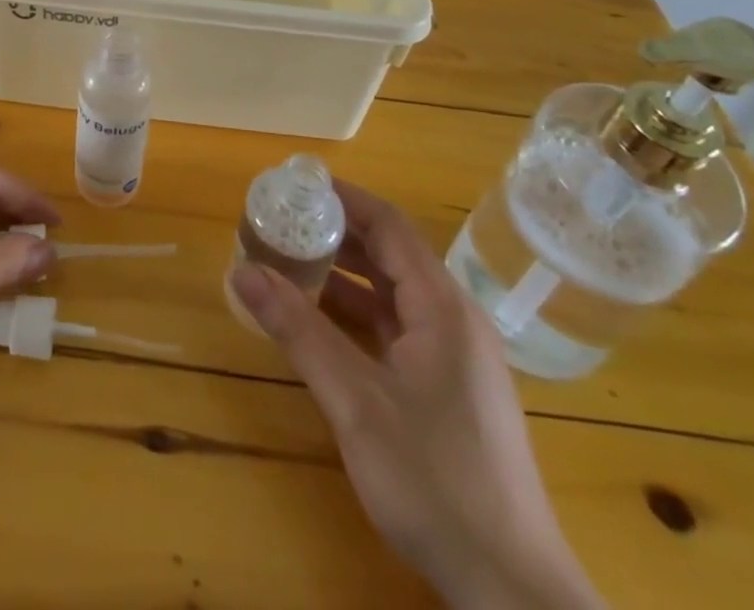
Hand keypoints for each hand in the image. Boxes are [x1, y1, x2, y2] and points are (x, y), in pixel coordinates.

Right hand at [231, 182, 602, 609]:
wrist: (510, 589)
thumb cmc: (432, 479)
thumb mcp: (354, 401)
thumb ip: (298, 330)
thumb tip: (242, 270)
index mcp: (442, 306)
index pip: (389, 225)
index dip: (344, 198)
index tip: (297, 184)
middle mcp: (455, 319)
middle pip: (392, 255)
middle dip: (338, 235)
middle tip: (284, 224)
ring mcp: (458, 356)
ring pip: (395, 295)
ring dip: (347, 277)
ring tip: (292, 266)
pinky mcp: (453, 389)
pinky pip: (402, 329)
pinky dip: (361, 315)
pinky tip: (324, 324)